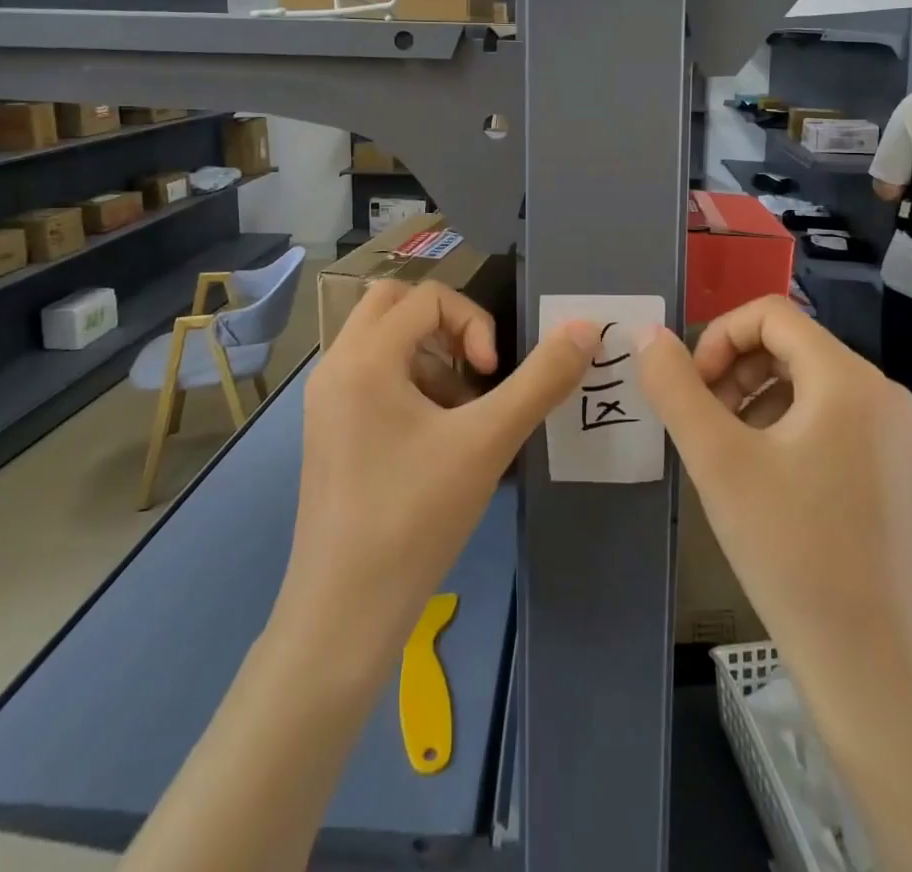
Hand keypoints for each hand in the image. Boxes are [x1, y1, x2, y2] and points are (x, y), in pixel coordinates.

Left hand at [279, 281, 595, 665]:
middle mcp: (335, 367)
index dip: (474, 322)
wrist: (343, 615)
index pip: (427, 296)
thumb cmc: (414, 518)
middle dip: (444, 326)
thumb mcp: (487, 443)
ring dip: (428, 356)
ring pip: (381, 341)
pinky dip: (409, 385)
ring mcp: (326, 401)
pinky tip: (434, 442)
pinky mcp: (329, 431)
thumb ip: (541, 380)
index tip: (491, 375)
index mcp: (363, 358)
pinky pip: (371, 377)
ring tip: (459, 415)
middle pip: (393, 304)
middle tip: (474, 369)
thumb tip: (586, 327)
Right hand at [637, 296, 911, 668]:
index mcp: (848, 379)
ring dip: (755, 401)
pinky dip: (787, 429)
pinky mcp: (894, 471)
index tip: (693, 389)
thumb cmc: (791, 551)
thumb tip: (648, 336)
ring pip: (808, 385)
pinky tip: (766, 483)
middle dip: (735, 372)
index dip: (719, 337)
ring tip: (728, 455)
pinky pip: (831, 420)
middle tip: (703, 425)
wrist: (873, 667)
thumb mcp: (718, 461)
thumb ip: (675, 388)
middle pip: (790, 346)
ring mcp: (894, 435)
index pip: (771, 314)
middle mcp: (882, 394)